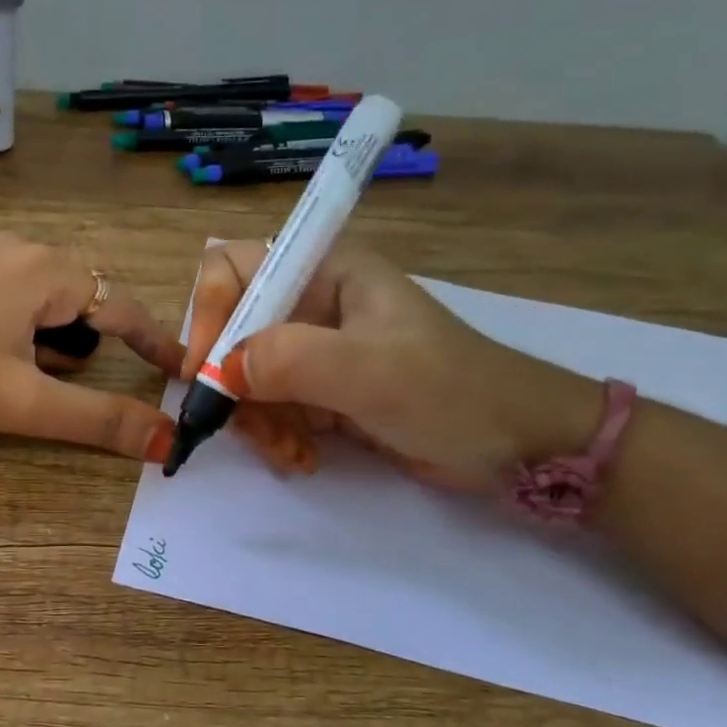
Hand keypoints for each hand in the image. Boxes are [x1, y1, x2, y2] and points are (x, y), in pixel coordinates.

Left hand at [0, 234, 182, 460]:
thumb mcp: (26, 401)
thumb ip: (99, 419)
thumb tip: (166, 439)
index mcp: (47, 271)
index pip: (123, 307)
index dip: (155, 343)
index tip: (179, 371)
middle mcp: (21, 250)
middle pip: (82, 302)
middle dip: (79, 347)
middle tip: (45, 382)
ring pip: (44, 301)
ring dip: (46, 341)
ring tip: (7, 374)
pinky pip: (11, 296)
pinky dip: (17, 329)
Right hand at [181, 240, 599, 489]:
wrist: (519, 446)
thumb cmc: (451, 392)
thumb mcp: (370, 371)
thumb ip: (290, 359)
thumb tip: (220, 371)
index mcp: (325, 271)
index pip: (233, 268)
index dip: (210, 313)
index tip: (207, 372)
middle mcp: (312, 303)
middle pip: (232, 330)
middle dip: (233, 384)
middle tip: (246, 427)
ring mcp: (316, 349)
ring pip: (246, 376)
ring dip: (256, 420)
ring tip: (288, 454)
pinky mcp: (322, 390)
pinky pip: (271, 407)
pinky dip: (276, 436)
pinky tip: (302, 458)